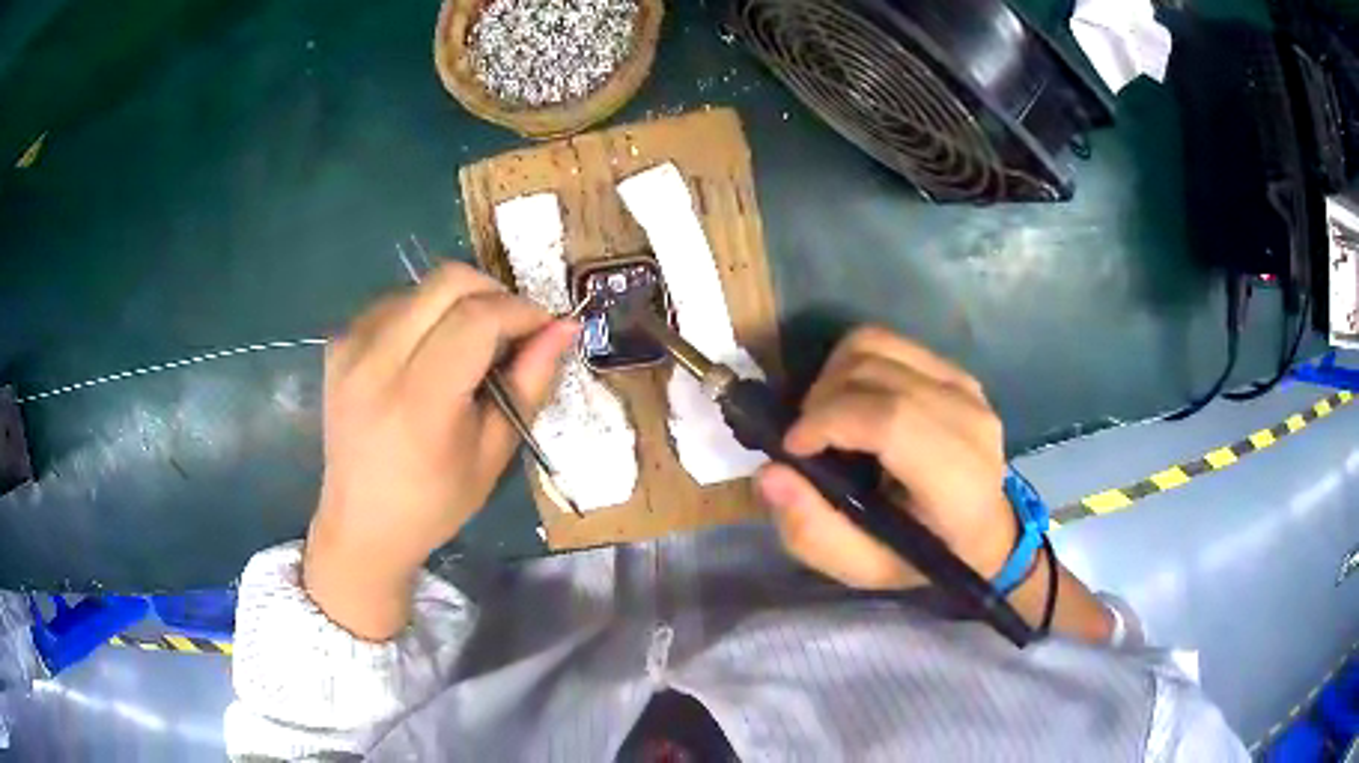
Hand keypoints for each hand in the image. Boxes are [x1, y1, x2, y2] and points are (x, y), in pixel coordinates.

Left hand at [304, 263, 577, 639]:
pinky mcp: (338, 344)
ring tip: (471, 345)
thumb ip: (528, 384)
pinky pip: (394, 302)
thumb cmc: (434, 504)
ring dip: (459, 302)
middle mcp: (376, 362)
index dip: (521, 311)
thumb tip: (563, 327)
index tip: (546, 326)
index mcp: (418, 402)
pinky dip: (426, 313)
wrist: (361, 524)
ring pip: (421, 286)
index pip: (477, 319)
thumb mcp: (493, 453)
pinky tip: (430, 351)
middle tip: (513, 327)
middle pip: (447, 281)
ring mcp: (350, 347)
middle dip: (494, 292)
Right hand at [757, 326, 1014, 590]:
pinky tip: (853, 403)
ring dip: (832, 377)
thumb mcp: (863, 567)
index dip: (830, 421)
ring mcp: (966, 387)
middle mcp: (969, 421)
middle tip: (806, 440)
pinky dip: (853, 365)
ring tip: (826, 419)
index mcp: (957, 481)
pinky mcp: (954, 370)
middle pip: (876, 372)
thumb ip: (813, 531)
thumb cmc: (921, 557)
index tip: (793, 446)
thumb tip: (770, 473)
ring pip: (876, 345)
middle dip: (821, 400)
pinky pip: (888, 343)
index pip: (892, 420)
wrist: (982, 532)